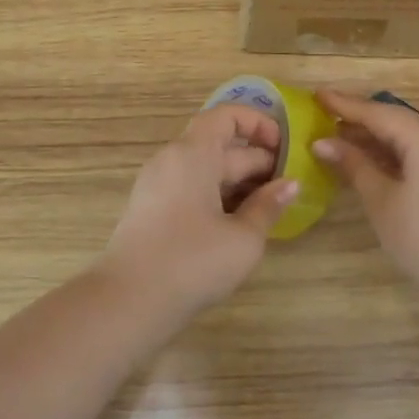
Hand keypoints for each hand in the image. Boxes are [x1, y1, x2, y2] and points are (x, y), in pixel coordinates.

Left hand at [96, 105, 298, 314]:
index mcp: (192, 154)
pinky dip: (218, 197)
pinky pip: (191, 189)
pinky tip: (240, 224)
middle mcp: (171, 161)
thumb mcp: (243, 238)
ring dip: (239, 182)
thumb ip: (269, 206)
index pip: (226, 116)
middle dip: (257, 161)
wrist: (127, 303)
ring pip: (205, 171)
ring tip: (271, 206)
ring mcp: (157, 187)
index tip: (285, 147)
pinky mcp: (151, 212)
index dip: (258, 123)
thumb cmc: (192, 262)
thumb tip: (291, 184)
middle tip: (289, 185)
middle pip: (219, 146)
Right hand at [313, 90, 418, 306]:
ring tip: (341, 141)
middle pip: (395, 120)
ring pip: (410, 136)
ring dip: (377, 138)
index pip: (377, 112)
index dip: (344, 104)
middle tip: (324, 119)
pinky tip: (373, 161)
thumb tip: (322, 143)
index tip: (316, 95)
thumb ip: (353, 165)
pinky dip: (396, 152)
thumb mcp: (381, 200)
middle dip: (360, 120)